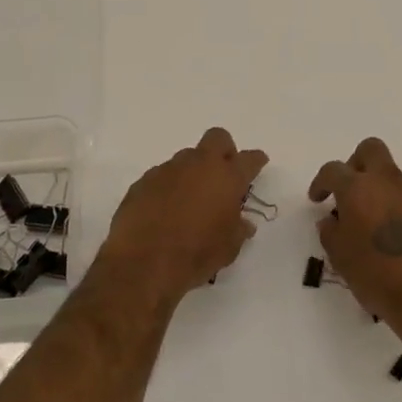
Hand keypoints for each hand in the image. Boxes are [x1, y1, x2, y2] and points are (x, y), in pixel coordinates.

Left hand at [96, 127, 268, 303]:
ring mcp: (168, 169)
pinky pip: (162, 176)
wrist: (143, 263)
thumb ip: (238, 229)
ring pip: (186, 158)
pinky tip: (164, 209)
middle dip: (224, 150)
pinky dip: (168, 187)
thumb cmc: (196, 254)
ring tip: (190, 199)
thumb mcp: (229, 248)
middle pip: (217, 138)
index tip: (257, 163)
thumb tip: (243, 223)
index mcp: (227, 178)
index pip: (249, 159)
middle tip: (223, 173)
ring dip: (193, 172)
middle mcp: (198, 165)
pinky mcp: (143, 181)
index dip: (255, 160)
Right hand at [308, 138, 401, 329]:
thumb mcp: (340, 257)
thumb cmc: (376, 276)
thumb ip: (331, 232)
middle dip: (355, 163)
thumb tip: (331, 220)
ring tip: (369, 220)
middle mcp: (387, 183)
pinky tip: (391, 233)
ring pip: (391, 174)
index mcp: (358, 189)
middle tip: (347, 190)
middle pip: (370, 150)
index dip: (321, 182)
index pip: (333, 170)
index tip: (317, 199)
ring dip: (377, 187)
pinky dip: (395, 205)